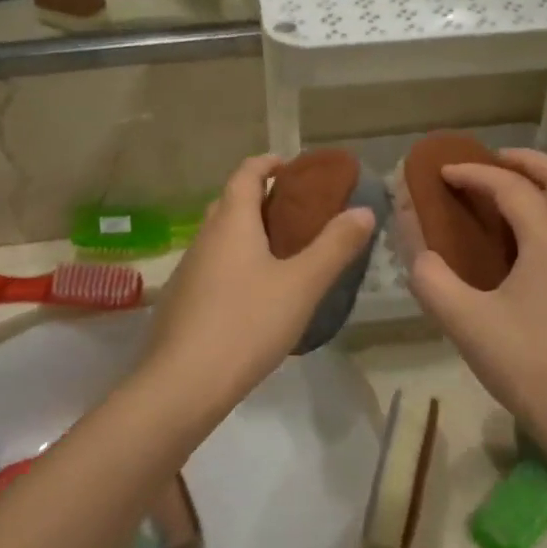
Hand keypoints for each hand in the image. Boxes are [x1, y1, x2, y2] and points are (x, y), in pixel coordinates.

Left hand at [139, 156, 376, 408]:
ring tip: (284, 251)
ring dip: (248, 232)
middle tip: (298, 210)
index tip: (293, 166)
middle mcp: (205, 237)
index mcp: (232, 222)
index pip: (246, 173)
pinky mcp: (182, 301)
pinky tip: (257, 293)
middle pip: (231, 202)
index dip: (268, 163)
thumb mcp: (302, 284)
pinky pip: (213, 265)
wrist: (182, 384)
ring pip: (221, 236)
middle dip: (261, 197)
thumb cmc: (247, 324)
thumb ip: (335, 246)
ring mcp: (189, 270)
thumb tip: (363, 211)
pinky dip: (236, 262)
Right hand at [406, 150, 546, 451]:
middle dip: (526, 162)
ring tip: (508, 203)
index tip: (443, 173)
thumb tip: (419, 254)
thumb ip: (432, 280)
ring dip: (544, 192)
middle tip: (493, 161)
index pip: (510, 188)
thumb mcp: (466, 322)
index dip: (474, 174)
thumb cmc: (527, 364)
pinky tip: (530, 259)